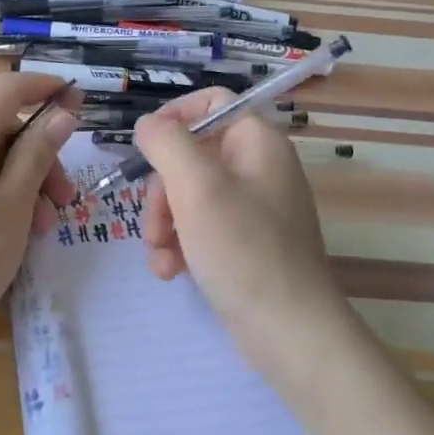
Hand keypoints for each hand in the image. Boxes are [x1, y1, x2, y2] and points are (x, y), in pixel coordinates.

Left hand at [0, 72, 78, 348]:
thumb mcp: (15, 205)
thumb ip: (38, 154)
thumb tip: (61, 113)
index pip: (4, 91)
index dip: (42, 87)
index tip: (75, 99)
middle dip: (38, 159)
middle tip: (63, 201)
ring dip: (21, 186)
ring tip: (41, 230)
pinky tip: (11, 235)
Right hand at [132, 89, 346, 365]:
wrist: (288, 331)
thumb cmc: (243, 249)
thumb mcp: (197, 187)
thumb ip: (166, 143)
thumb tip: (147, 125)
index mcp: (257, 143)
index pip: (211, 103)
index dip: (173, 118)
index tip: (145, 149)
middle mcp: (258, 169)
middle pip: (191, 155)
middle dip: (161, 191)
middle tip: (153, 224)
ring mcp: (253, 209)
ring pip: (188, 196)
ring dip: (163, 224)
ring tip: (161, 259)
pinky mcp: (245, 244)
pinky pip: (200, 228)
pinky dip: (180, 245)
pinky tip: (171, 271)